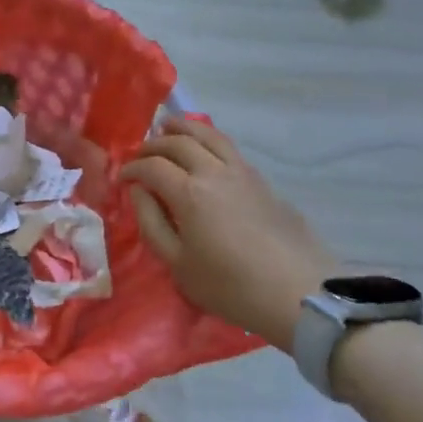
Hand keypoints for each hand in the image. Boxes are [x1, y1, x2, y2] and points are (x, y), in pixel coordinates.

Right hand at [122, 118, 337, 349]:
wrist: (300, 294)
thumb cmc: (230, 286)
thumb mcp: (178, 264)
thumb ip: (152, 223)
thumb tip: (138, 191)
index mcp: (189, 193)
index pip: (152, 166)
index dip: (132, 168)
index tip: (122, 178)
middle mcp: (215, 172)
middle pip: (179, 142)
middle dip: (154, 144)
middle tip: (141, 154)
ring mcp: (243, 173)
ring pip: (210, 135)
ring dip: (184, 129)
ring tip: (169, 127)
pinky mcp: (264, 182)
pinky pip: (229, 149)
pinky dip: (208, 141)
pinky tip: (205, 152)